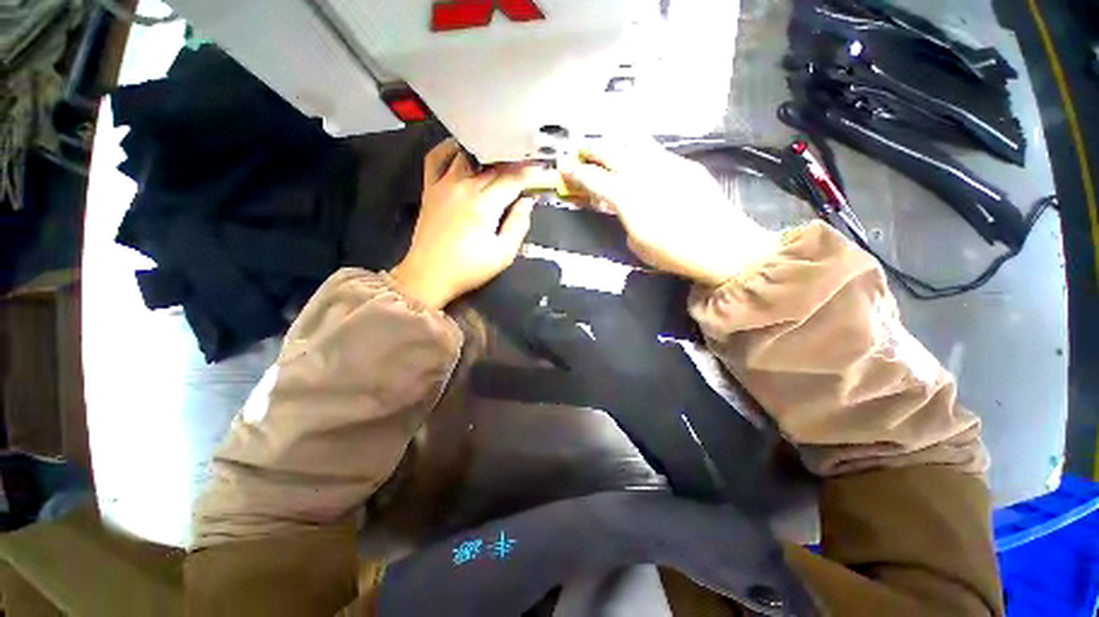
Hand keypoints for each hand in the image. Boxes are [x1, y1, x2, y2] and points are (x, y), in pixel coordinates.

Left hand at [392, 139, 554, 309]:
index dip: (534, 173)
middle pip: (495, 164)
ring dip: (487, 151)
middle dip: (516, 162)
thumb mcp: (502, 255)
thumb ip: (518, 224)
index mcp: (484, 205)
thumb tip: (528, 201)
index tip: (547, 172)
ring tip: (501, 154)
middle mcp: (464, 187)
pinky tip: (462, 147)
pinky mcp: (430, 187)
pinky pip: (435, 158)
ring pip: (468, 154)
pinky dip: (448, 148)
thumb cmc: (466, 269)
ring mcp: (444, 184)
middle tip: (531, 162)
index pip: (514, 178)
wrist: (426, 276)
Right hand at [559, 140, 775, 285]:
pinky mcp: (686, 164)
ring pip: (632, 143)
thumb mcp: (639, 243)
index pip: (591, 176)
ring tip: (610, 147)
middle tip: (581, 150)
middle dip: (590, 148)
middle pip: (608, 150)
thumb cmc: (678, 253)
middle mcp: (642, 171)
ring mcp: (666, 163)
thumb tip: (615, 205)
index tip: (562, 165)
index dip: (573, 170)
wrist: (726, 246)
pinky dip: (643, 152)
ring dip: (616, 144)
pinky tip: (644, 158)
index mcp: (626, 195)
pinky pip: (657, 151)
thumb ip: (621, 218)